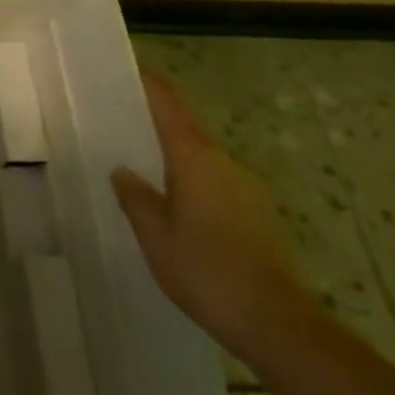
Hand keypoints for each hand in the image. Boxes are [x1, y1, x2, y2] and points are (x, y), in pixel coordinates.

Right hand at [111, 71, 318, 361]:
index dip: (150, 85)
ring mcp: (246, 190)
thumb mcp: (154, 234)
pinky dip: (187, 180)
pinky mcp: (255, 216)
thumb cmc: (207, 271)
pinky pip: (212, 182)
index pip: (170, 106)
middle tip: (117, 119)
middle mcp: (225, 164)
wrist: (278, 325)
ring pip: (200, 158)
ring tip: (135, 161)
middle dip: (154, 120)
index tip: (127, 69)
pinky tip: (167, 202)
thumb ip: (135, 197)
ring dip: (170, 154)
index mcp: (197, 159)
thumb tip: (123, 171)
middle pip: (186, 128)